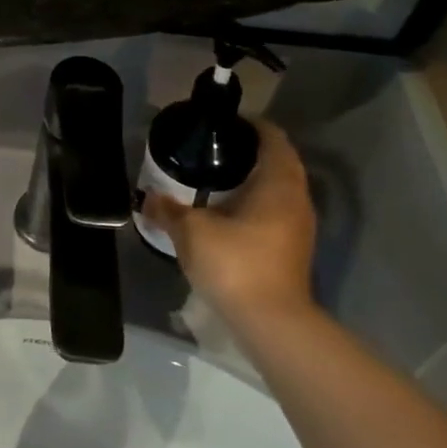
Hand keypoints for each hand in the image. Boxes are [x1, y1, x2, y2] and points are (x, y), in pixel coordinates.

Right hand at [141, 119, 316, 330]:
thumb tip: (147, 197)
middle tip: (211, 149)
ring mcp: (299, 226)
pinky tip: (225, 213)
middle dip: (247, 152)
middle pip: (278, 161)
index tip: (221, 123)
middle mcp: (296, 198)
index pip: (272, 137)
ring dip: (252, 180)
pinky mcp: (293, 249)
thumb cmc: (236, 263)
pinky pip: (275, 211)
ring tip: (214, 178)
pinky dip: (255, 204)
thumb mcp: (191, 232)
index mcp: (278, 181)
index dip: (249, 125)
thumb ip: (168, 210)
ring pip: (278, 189)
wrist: (272, 324)